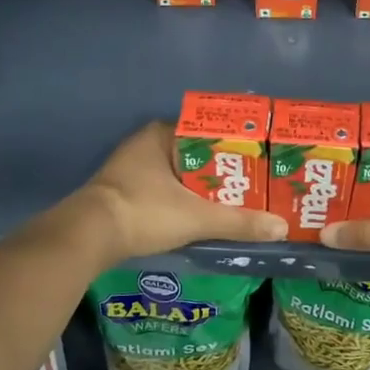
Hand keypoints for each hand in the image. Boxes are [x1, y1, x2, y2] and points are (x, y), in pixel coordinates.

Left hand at [74, 122, 286, 264]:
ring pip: (179, 174)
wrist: (87, 237)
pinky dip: (184, 200)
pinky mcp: (124, 192)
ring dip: (203, 187)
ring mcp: (131, 168)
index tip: (259, 162)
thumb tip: (281, 228)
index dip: (235, 146)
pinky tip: (203, 214)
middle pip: (196, 155)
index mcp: (162, 134)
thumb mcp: (197, 217)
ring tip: (237, 201)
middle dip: (222, 170)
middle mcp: (146, 144)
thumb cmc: (144, 212)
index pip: (209, 132)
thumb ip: (239, 221)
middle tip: (254, 185)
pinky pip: (165, 189)